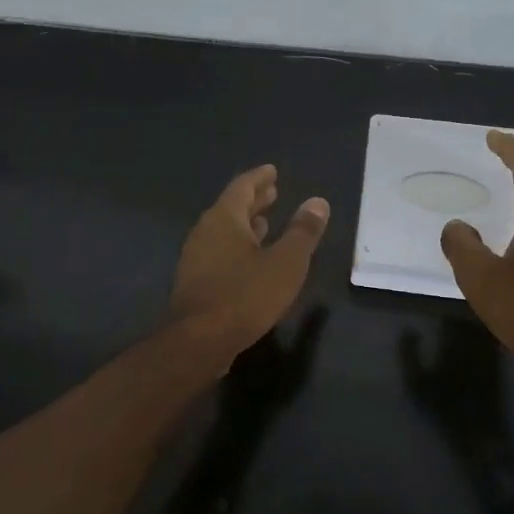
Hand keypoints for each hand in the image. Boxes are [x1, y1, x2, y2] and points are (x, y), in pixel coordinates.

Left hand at [172, 165, 329, 356]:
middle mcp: (206, 231)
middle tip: (272, 192)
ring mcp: (196, 257)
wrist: (198, 342)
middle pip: (231, 207)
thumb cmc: (245, 296)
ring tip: (265, 222)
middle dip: (254, 200)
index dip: (259, 178)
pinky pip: (219, 252)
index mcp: (225, 219)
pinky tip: (250, 260)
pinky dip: (237, 246)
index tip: (272, 171)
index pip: (242, 187)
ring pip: (224, 231)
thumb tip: (318, 202)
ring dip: (246, 224)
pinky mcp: (195, 281)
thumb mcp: (285, 263)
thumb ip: (302, 232)